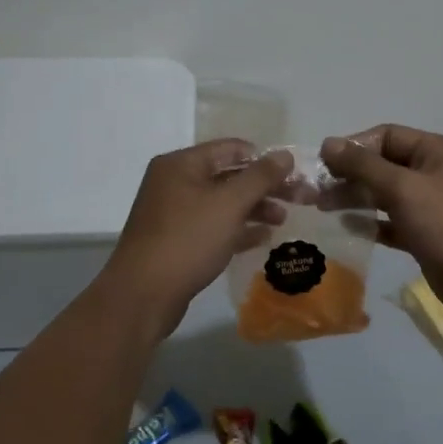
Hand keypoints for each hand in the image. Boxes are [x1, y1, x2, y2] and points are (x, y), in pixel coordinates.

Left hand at [103, 140, 292, 338]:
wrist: (143, 295)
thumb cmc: (187, 240)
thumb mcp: (229, 204)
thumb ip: (260, 177)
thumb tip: (285, 155)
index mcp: (181, 164)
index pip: (231, 149)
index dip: (265, 159)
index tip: (294, 174)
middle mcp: (175, 183)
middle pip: (229, 176)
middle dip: (264, 186)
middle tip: (299, 198)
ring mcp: (174, 213)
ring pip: (223, 203)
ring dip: (254, 208)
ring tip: (283, 220)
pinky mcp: (178, 241)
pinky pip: (214, 226)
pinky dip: (238, 229)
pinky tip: (263, 238)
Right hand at [320, 125, 442, 320]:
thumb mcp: (401, 188)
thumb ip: (363, 165)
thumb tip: (327, 143)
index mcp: (437, 151)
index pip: (388, 135)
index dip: (354, 146)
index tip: (323, 163)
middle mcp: (436, 172)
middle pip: (385, 164)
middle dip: (351, 174)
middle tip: (317, 189)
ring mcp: (432, 204)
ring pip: (386, 193)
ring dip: (356, 197)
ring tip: (323, 207)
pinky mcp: (426, 232)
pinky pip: (392, 220)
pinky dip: (371, 222)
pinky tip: (347, 227)